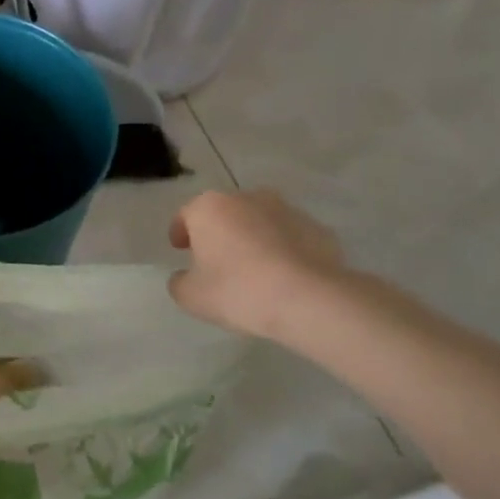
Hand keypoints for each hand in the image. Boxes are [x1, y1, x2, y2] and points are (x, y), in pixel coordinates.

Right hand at [168, 190, 346, 338]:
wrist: (309, 300)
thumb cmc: (237, 290)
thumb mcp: (190, 296)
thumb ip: (180, 281)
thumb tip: (187, 276)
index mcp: (210, 208)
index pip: (186, 214)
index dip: (180, 232)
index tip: (180, 250)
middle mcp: (248, 199)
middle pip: (225, 213)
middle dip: (219, 232)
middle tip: (215, 259)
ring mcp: (288, 210)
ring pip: (260, 222)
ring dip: (252, 238)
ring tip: (253, 269)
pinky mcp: (319, 229)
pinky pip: (290, 237)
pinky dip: (283, 250)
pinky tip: (283, 276)